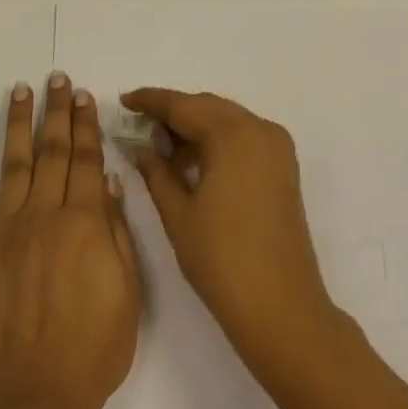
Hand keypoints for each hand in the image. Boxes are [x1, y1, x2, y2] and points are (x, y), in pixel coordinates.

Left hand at [0, 73, 140, 408]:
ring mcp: (3, 233)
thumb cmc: (93, 352)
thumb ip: (118, 233)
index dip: (87, 125)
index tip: (84, 95)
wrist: (36, 402)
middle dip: (58, 112)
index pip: (87, 160)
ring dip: (16, 125)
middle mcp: (43, 216)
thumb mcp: (128, 294)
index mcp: (84, 223)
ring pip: (12, 165)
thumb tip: (109, 182)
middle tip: (57, 78)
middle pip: (53, 152)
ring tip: (20, 91)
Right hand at [121, 88, 340, 383]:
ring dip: (195, 127)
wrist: (281, 308)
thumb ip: (156, 172)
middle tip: (138, 125)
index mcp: (235, 135)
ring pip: (227, 121)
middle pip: (208, 108)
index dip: (151, 101)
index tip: (123, 100)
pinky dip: (216, 141)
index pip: (184, 105)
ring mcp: (277, 148)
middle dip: (173, 113)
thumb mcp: (179, 213)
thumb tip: (139, 147)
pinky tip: (190, 159)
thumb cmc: (222, 260)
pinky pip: (243, 138)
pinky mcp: (283, 168)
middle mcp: (261, 130)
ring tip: (159, 145)